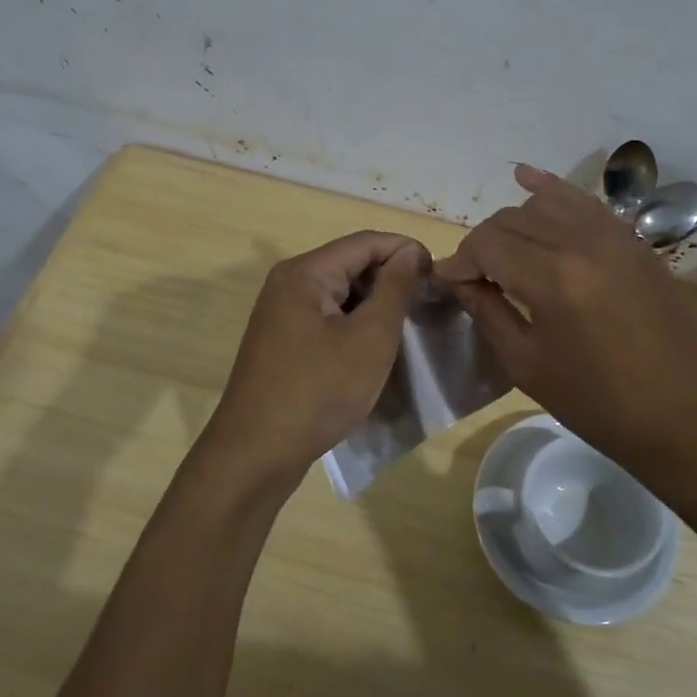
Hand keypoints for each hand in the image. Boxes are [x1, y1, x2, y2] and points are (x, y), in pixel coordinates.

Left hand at [197, 231, 430, 498]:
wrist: (256, 455)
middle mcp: (289, 283)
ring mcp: (283, 314)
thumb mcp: (369, 339)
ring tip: (410, 327)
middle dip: (392, 279)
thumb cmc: (318, 392)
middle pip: (351, 264)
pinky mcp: (284, 342)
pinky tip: (376, 348)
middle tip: (429, 306)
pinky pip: (328, 319)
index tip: (441, 278)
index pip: (366, 242)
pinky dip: (355, 325)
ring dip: (375, 305)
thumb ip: (394, 289)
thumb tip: (411, 251)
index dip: (407, 251)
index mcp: (305, 273)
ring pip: (341, 294)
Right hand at [436, 165, 696, 484]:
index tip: (447, 283)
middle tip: (474, 278)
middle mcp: (582, 241)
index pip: (486, 243)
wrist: (687, 416)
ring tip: (504, 253)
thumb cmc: (599, 403)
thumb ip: (487, 312)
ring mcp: (615, 235)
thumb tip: (457, 280)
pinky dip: (552, 190)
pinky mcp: (635, 240)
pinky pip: (585, 202)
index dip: (460, 261)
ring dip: (514, 223)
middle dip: (483, 244)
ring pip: (546, 203)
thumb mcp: (527, 365)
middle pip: (512, 219)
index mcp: (552, 277)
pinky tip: (527, 179)